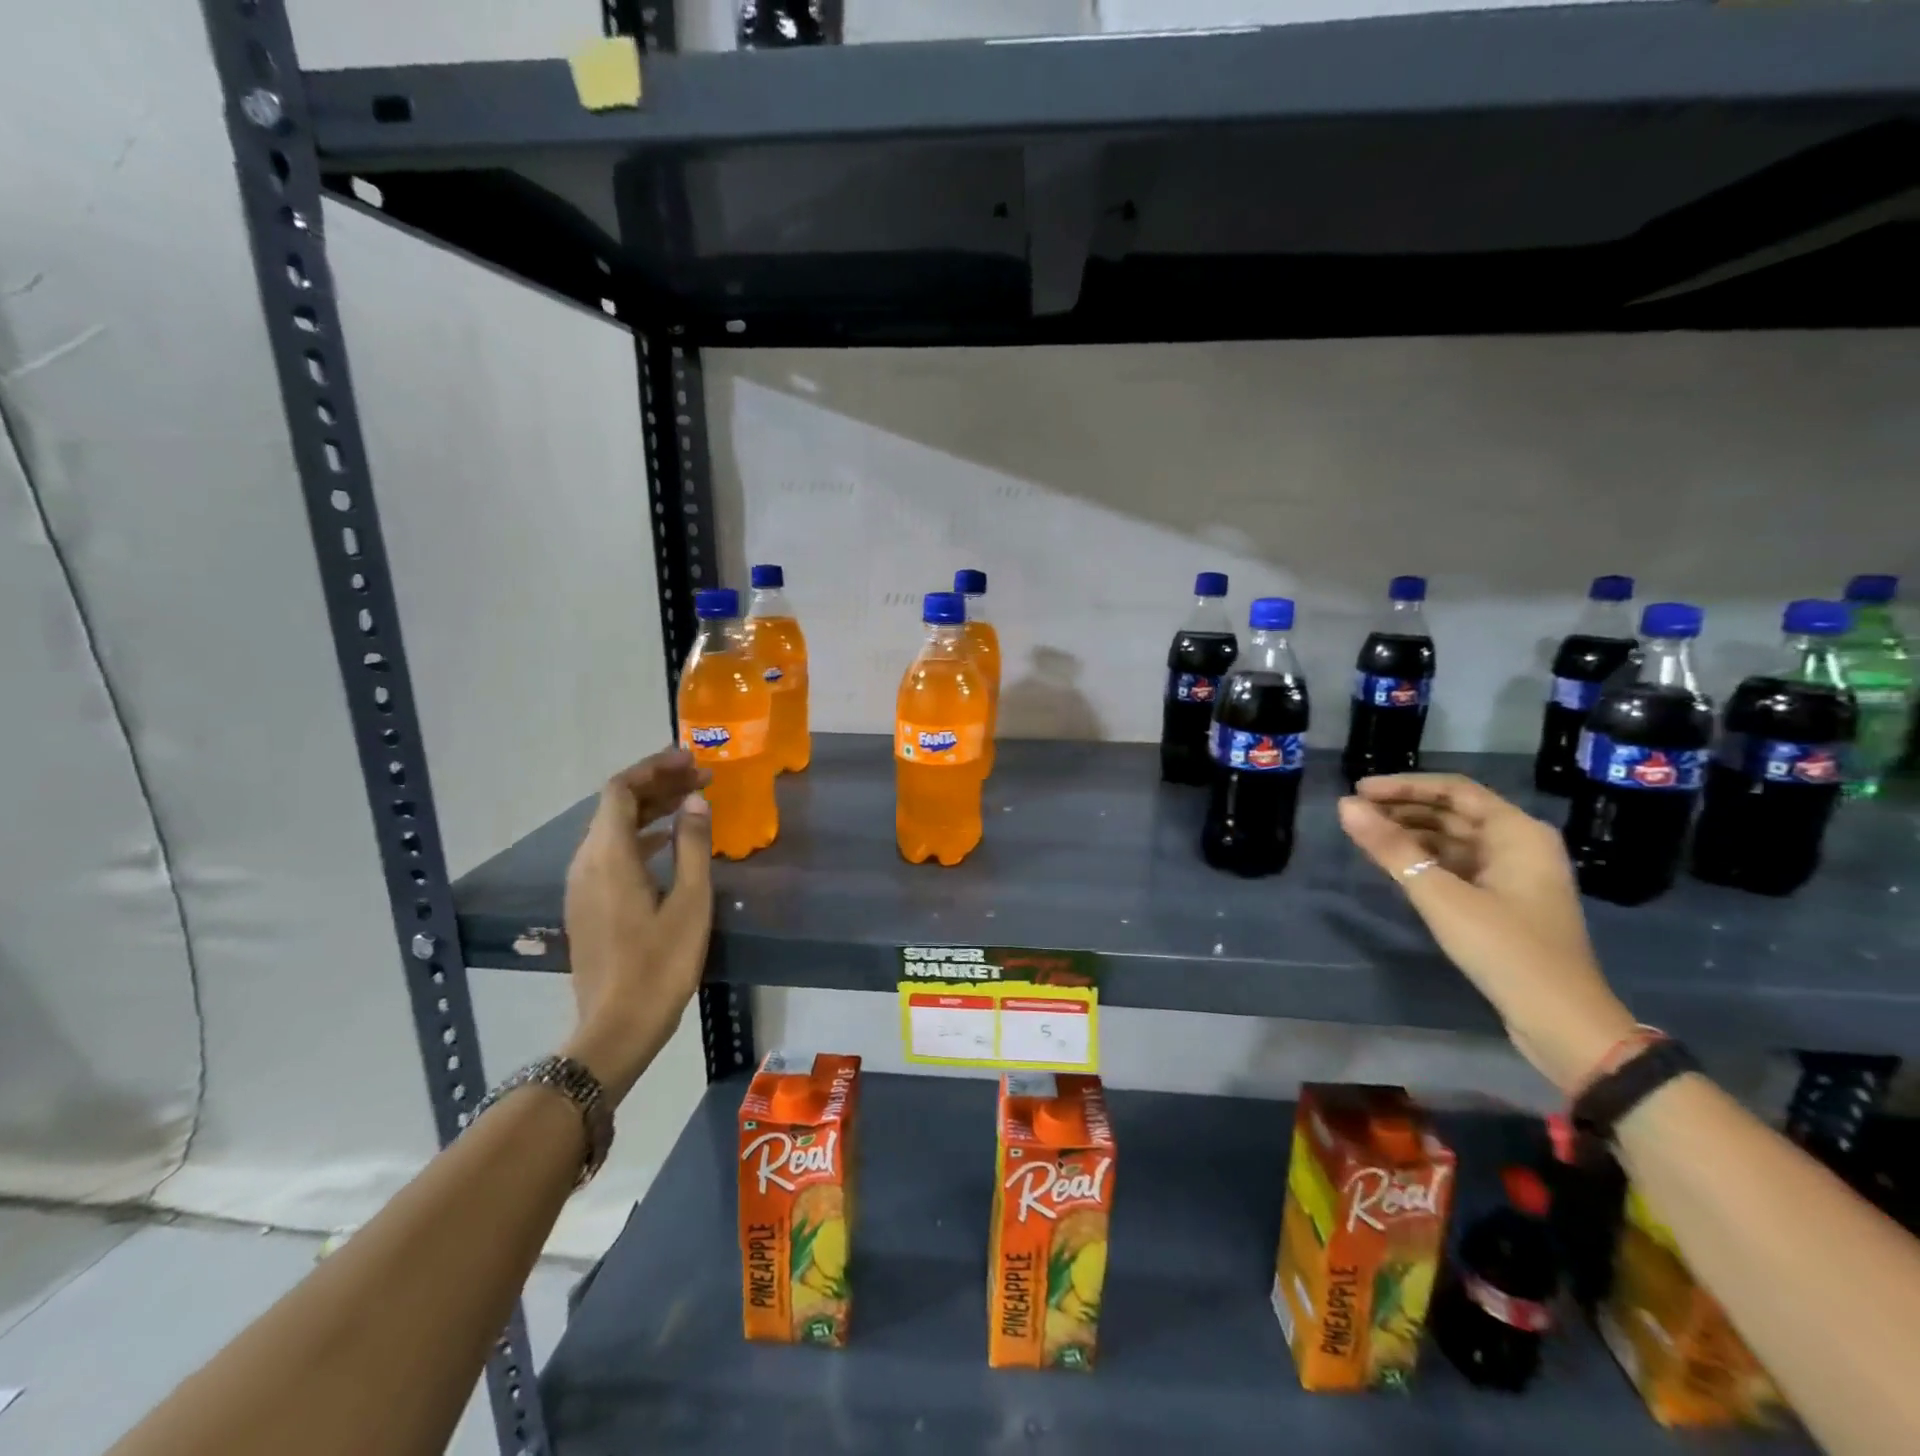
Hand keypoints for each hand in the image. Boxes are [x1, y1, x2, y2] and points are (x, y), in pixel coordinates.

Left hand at [560, 748, 713, 1103]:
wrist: (617, 1027)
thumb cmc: (660, 964)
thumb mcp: (689, 901)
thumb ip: (692, 845)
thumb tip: (695, 801)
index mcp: (608, 856)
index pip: (620, 790)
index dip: (654, 767)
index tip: (692, 760)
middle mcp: (586, 862)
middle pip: (615, 806)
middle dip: (657, 784)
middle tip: (701, 778)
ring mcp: (582, 885)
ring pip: (612, 829)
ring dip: (650, 809)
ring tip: (691, 802)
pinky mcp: (587, 904)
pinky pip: (610, 852)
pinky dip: (640, 835)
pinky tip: (669, 843)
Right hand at [1337, 774, 1637, 1092]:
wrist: (1560, 1021)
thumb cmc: (1505, 949)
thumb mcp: (1441, 896)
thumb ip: (1391, 848)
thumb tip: (1345, 806)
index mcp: (1518, 833)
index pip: (1454, 790)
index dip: (1404, 786)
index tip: (1359, 790)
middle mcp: (1520, 845)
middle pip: (1454, 812)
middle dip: (1403, 809)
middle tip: (1355, 814)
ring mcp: (1514, 875)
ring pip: (1454, 839)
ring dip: (1411, 834)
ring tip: (1366, 837)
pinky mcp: (1504, 902)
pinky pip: (1457, 865)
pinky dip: (1424, 859)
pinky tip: (1394, 865)